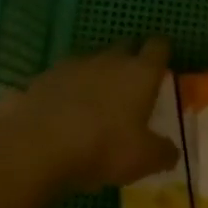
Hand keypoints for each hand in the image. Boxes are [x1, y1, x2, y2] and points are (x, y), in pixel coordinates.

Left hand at [0, 40, 177, 194]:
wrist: (36, 146)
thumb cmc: (102, 148)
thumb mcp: (143, 159)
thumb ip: (162, 152)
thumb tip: (171, 150)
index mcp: (138, 73)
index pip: (157, 48)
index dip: (161, 53)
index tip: (162, 64)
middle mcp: (107, 60)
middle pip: (124, 48)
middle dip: (129, 61)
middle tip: (132, 85)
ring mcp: (71, 66)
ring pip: (92, 62)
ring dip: (96, 76)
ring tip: (96, 103)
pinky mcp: (42, 78)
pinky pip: (62, 80)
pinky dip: (67, 92)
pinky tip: (63, 114)